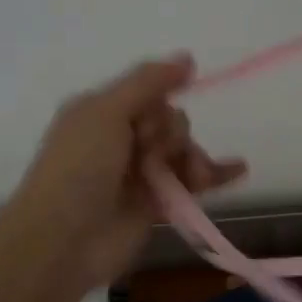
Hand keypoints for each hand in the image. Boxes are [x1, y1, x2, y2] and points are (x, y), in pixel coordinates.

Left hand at [1, 55, 246, 291]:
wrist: (62, 243)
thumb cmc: (78, 170)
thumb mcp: (106, 113)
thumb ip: (147, 83)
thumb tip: (188, 57)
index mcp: (101, 113)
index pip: (149, 94)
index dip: (160, 104)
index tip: (154, 120)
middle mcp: (120, 140)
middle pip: (171, 122)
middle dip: (174, 135)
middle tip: (153, 156)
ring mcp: (139, 174)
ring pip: (184, 152)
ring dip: (195, 159)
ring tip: (198, 177)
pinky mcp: (156, 204)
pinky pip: (192, 182)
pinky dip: (216, 175)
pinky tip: (239, 169)